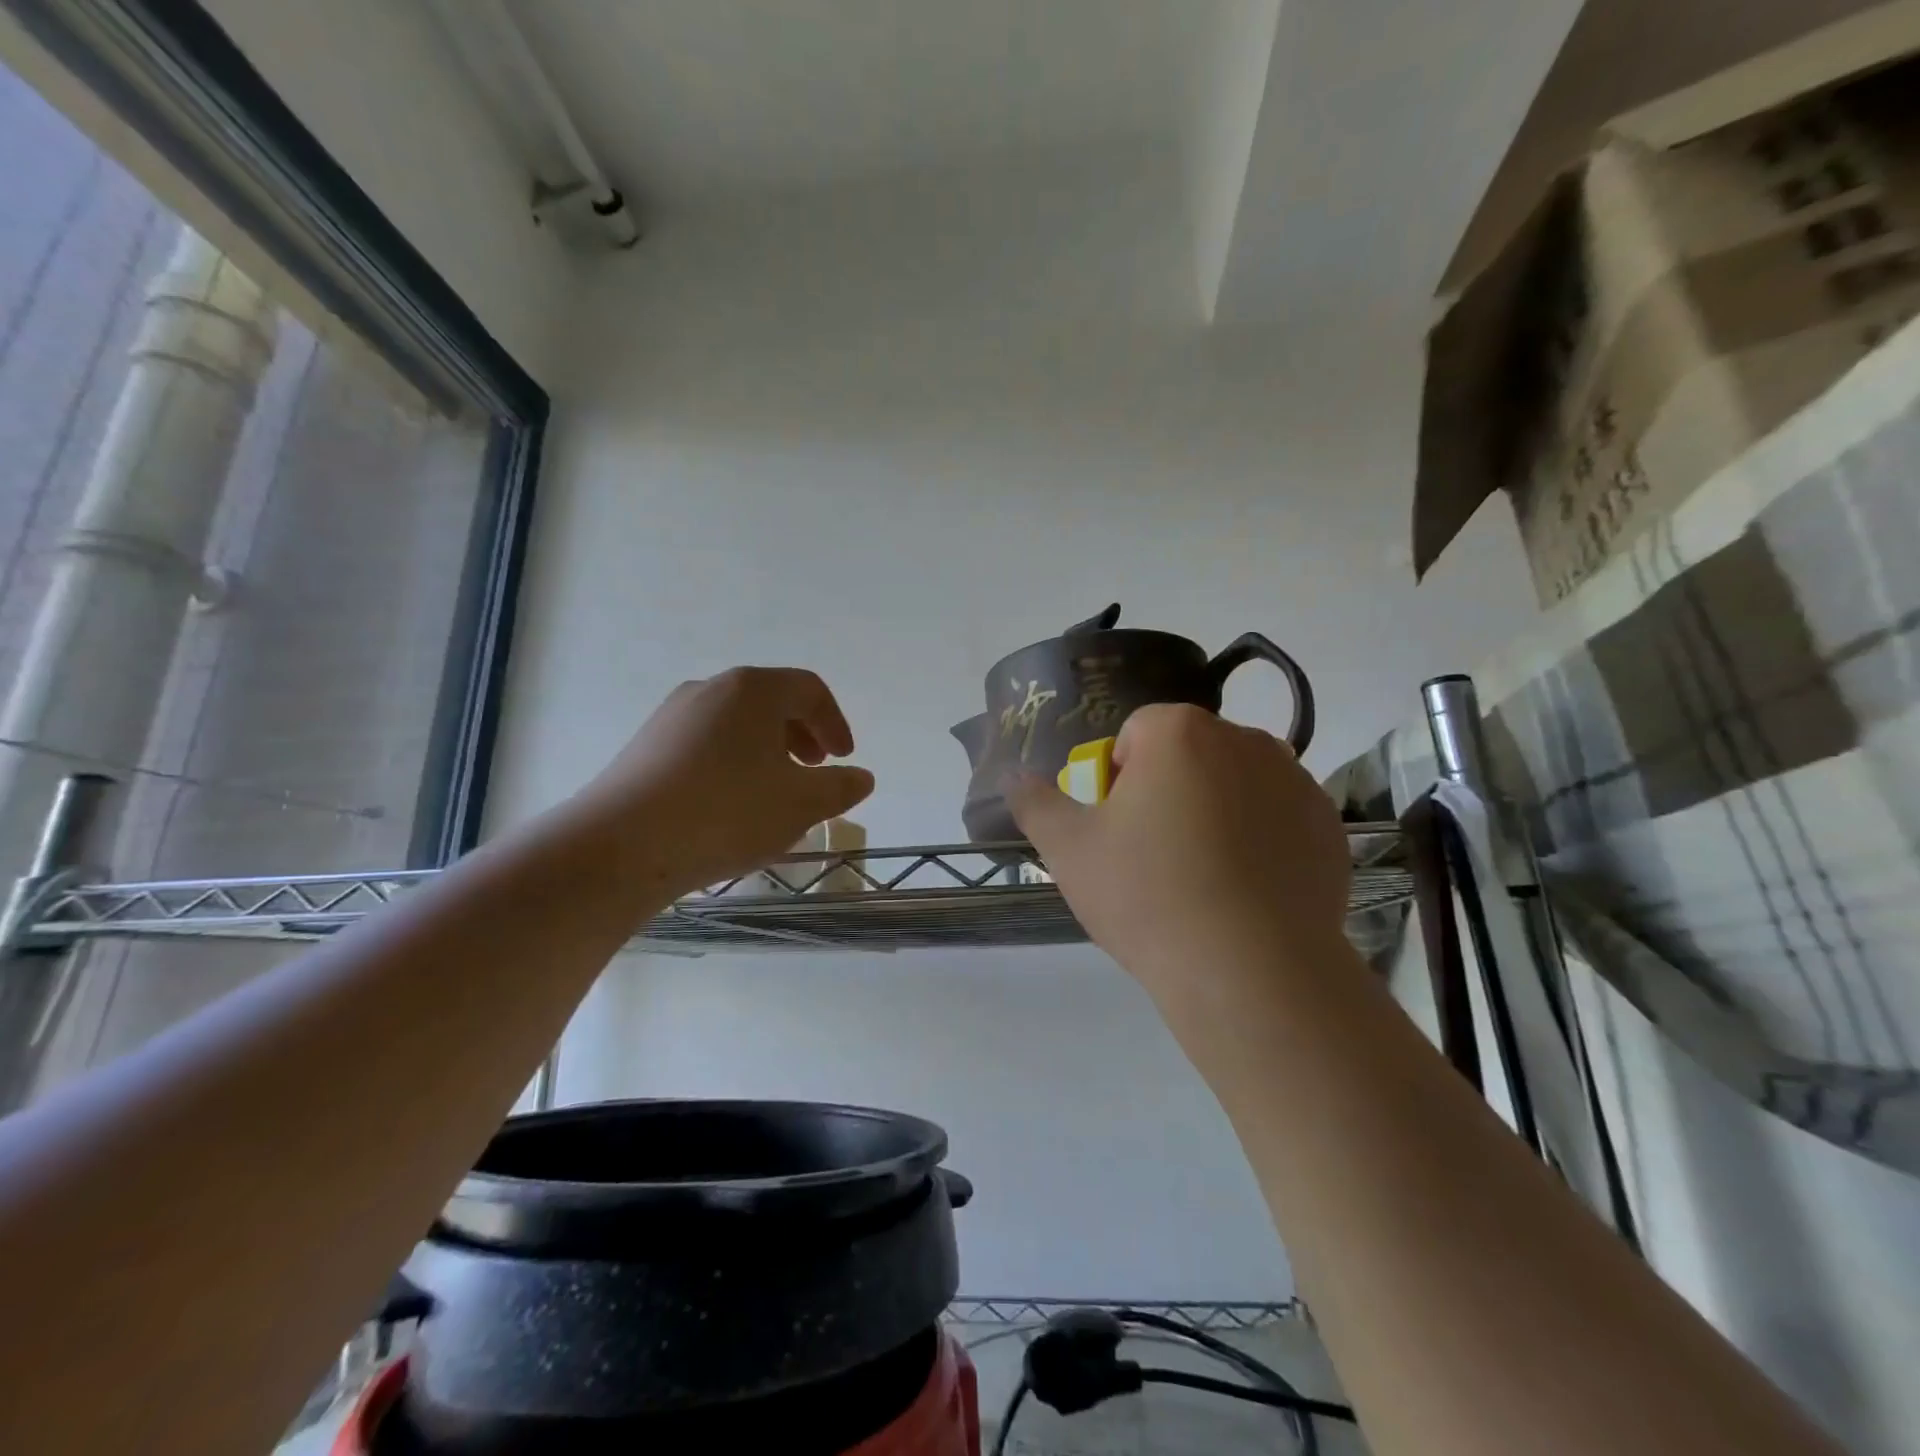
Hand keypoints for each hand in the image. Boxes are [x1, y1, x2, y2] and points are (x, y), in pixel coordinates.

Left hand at [578, 667, 874, 898]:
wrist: (621, 845)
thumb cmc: (727, 813)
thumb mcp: (801, 804)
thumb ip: (840, 788)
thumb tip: (861, 777)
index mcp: (753, 690)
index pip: (809, 690)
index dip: (835, 723)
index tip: (843, 758)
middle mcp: (710, 689)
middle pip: (770, 701)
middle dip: (801, 734)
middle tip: (815, 768)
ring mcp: (672, 716)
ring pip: (735, 724)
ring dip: (767, 751)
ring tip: (775, 792)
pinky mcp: (645, 746)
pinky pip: (705, 744)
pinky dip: (732, 763)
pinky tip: (731, 805)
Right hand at [1008, 704, 1349, 1011]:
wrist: (1251, 973)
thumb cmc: (1147, 896)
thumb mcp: (1068, 850)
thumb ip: (1035, 802)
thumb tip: (1013, 777)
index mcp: (1180, 732)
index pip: (1135, 733)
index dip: (1117, 778)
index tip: (1117, 829)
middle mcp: (1245, 740)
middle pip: (1188, 754)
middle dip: (1167, 790)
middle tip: (1153, 856)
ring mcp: (1296, 782)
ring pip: (1235, 785)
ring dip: (1214, 812)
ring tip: (1203, 879)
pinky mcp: (1330, 828)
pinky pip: (1278, 819)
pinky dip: (1260, 841)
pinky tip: (1246, 893)